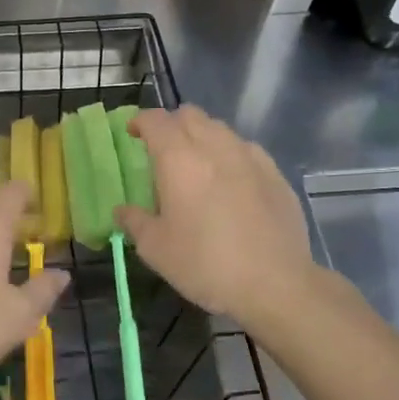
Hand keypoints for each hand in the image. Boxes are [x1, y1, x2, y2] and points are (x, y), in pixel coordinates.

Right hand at [115, 106, 313, 328]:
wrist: (274, 284)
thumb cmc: (204, 263)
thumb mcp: (155, 249)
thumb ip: (134, 221)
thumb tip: (122, 210)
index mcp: (179, 158)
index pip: (155, 120)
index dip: (140, 122)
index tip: (132, 135)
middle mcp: (215, 146)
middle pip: (190, 115)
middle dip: (172, 125)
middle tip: (162, 151)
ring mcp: (250, 157)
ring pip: (220, 129)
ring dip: (202, 137)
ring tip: (197, 166)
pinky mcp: (275, 174)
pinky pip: (246, 150)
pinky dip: (230, 155)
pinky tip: (231, 182)